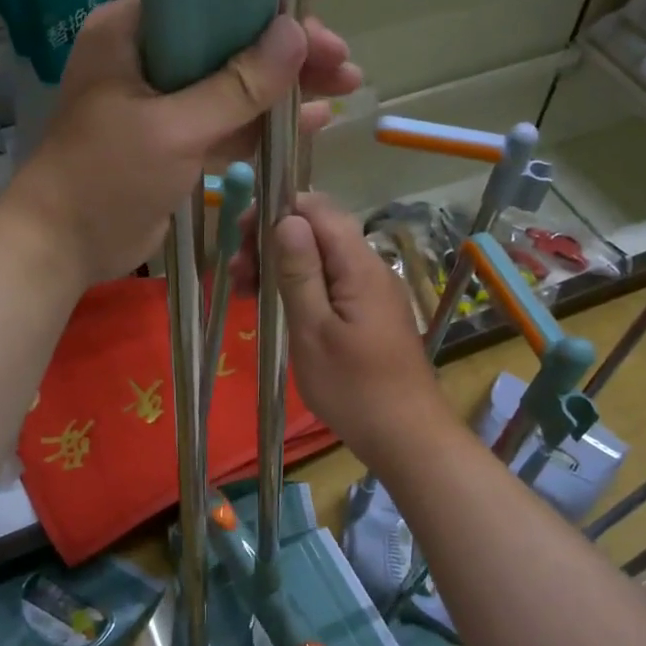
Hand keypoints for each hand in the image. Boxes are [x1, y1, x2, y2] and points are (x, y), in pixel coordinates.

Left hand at [7, 0, 361, 286]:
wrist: (62, 245)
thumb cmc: (105, 177)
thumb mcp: (173, 128)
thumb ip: (237, 85)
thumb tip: (297, 34)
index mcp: (133, 32)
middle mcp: (149, 58)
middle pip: (230, 39)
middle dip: (287, 49)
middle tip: (341, 60)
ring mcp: (164, 103)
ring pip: (235, 83)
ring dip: (285, 86)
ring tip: (345, 85)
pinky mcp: (177, 142)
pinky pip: (229, 123)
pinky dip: (265, 123)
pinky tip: (312, 121)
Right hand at [266, 192, 452, 466]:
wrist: (407, 437)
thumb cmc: (354, 388)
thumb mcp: (313, 331)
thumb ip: (299, 272)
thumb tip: (286, 218)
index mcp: (358, 265)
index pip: (317, 208)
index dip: (276, 210)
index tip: (241, 236)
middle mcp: (370, 267)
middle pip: (318, 230)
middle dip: (273, 240)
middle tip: (237, 275)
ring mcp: (374, 291)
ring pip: (323, 257)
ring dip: (282, 265)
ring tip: (246, 293)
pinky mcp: (372, 312)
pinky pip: (333, 281)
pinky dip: (301, 285)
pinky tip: (278, 307)